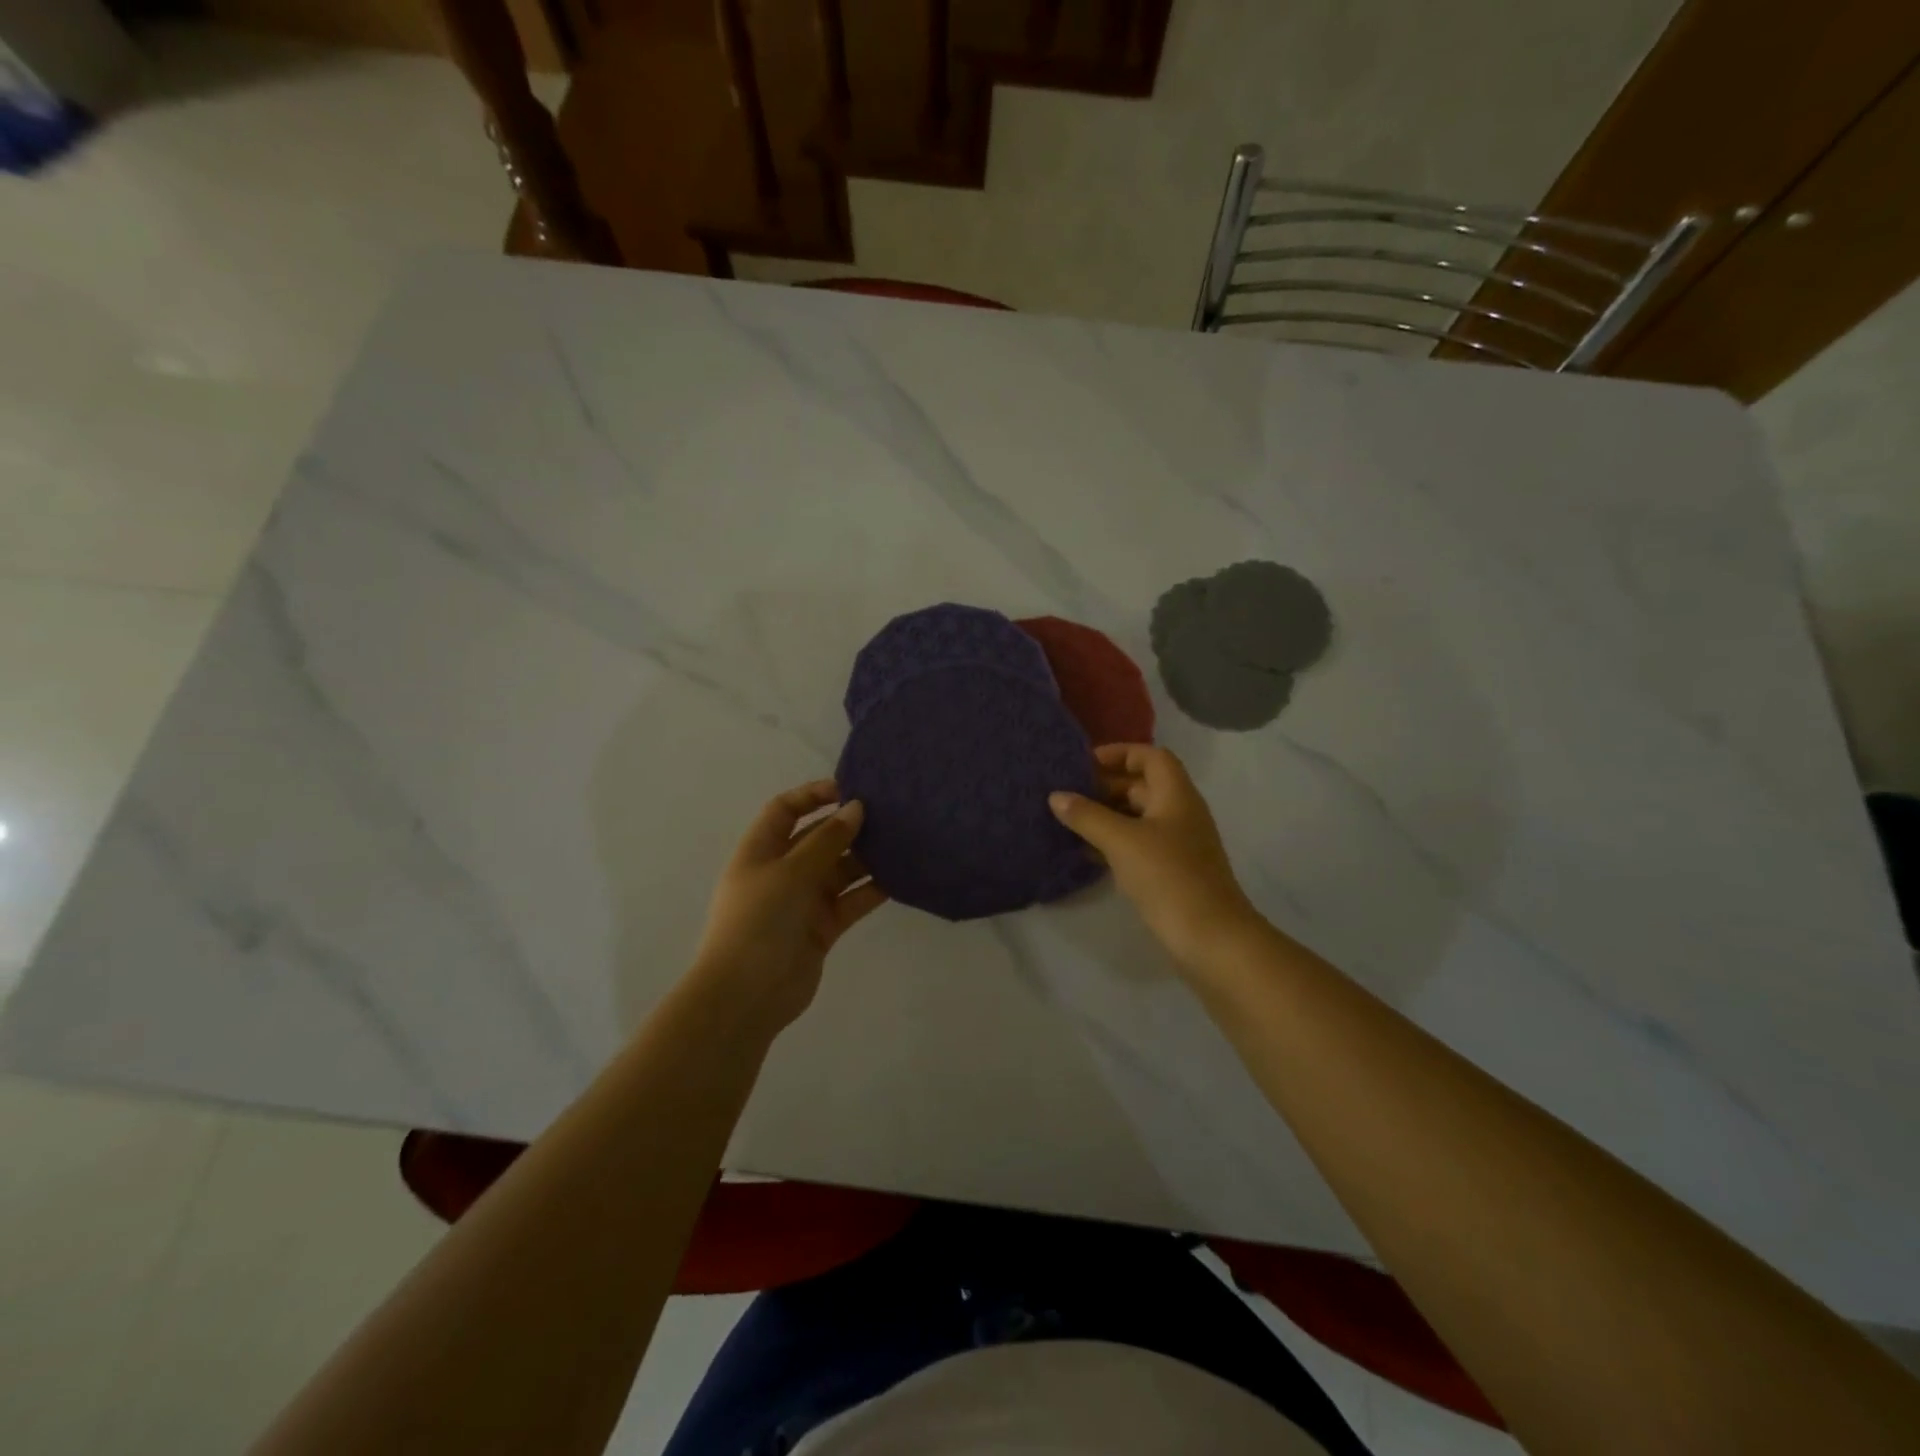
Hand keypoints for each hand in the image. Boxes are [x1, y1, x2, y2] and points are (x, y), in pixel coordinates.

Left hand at [690, 781, 886, 1036]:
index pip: (785, 810)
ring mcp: (803, 900)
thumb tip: (857, 808)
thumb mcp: (791, 872)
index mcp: (761, 850)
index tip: (850, 788)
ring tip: (902, 842)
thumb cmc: (759, 922)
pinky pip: (851, 899)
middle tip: (889, 814)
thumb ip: (827, 840)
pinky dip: (872, 889)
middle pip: (818, 837)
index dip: (813, 795)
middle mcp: (782, 871)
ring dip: (866, 857)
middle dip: (849, 826)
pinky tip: (900, 878)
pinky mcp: (823, 927)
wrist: (746, 995)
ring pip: (840, 869)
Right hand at [1050, 744, 1265, 972]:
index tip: (1083, 763)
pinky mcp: (1171, 872)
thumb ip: (1087, 815)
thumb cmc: (1168, 877)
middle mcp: (1180, 813)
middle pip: (1142, 785)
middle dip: (1105, 786)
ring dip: (1106, 815)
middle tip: (1067, 794)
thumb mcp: (1121, 841)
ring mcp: (1177, 844)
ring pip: (1137, 817)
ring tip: (1069, 821)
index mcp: (1176, 795)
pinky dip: (1113, 842)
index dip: (1119, 753)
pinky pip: (1138, 845)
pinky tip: (1085, 852)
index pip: (1151, 756)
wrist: (1211, 939)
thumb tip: (1056, 796)